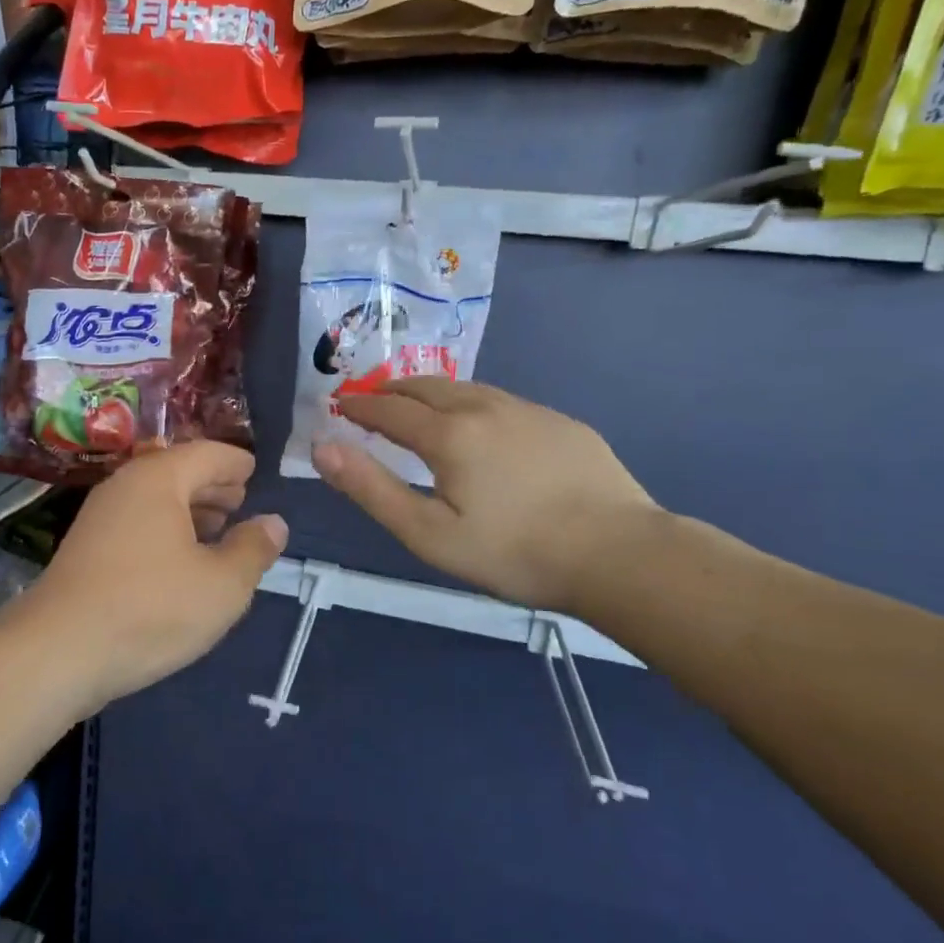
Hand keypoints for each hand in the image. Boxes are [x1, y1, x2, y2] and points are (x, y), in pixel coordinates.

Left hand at [18, 442, 287, 710]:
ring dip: (189, 508)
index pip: (207, 453)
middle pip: (178, 471)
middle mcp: (125, 485)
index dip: (236, 463)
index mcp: (159, 478)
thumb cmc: (151, 609)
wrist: (59, 651)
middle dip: (213, 485)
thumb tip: (273, 523)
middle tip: (242, 500)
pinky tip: (179, 559)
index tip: (255, 472)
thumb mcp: (222, 585)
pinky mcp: (86, 547)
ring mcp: (100, 516)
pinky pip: (137, 522)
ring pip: (155, 498)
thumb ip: (252, 549)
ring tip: (217, 528)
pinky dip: (165, 528)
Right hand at [312, 378, 656, 613]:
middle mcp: (484, 408)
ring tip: (418, 407)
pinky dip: (471, 403)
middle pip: (426, 387)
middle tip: (372, 403)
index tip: (339, 405)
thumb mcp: (428, 533)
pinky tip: (480, 426)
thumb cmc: (513, 552)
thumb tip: (323, 447)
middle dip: (391, 392)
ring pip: (466, 388)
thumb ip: (372, 488)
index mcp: (448, 434)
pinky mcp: (561, 423)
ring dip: (431, 393)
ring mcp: (528, 411)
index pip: (389, 409)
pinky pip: (501, 401)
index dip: (359, 406)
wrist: (621, 555)